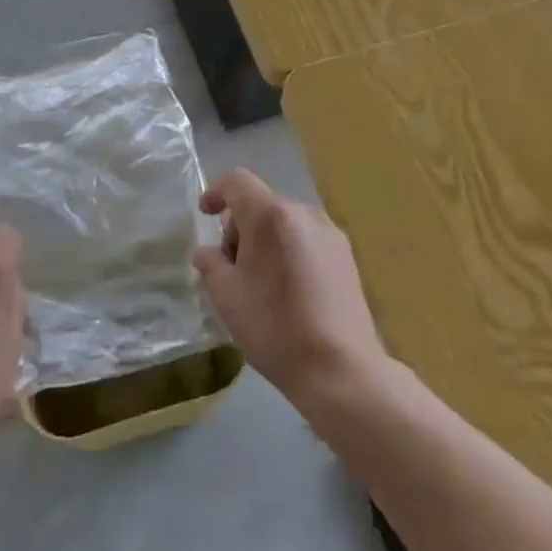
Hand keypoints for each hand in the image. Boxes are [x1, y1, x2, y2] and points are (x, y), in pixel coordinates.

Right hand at [191, 169, 388, 408]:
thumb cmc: (275, 328)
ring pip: (285, 222)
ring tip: (261, 284)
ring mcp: (330, 232)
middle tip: (232, 269)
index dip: (216, 191)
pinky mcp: (346, 255)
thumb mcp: (227, 297)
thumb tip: (206, 252)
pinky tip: (289, 292)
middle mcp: (303, 212)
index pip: (237, 181)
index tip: (205, 214)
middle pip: (261, 204)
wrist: (340, 369)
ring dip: (265, 241)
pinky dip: (289, 251)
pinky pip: (306, 239)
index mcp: (271, 215)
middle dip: (240, 227)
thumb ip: (210, 264)